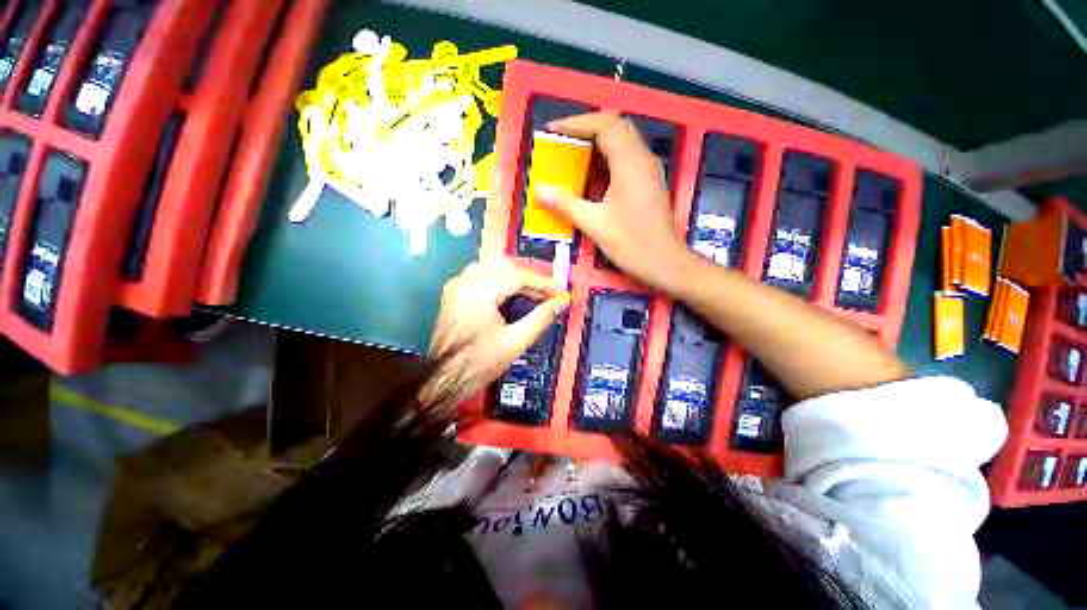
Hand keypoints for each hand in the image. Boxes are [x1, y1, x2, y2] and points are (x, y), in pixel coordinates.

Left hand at [427, 258, 570, 404]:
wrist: (444, 378)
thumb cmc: (480, 362)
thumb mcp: (515, 341)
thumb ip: (541, 318)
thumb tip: (562, 302)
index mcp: (480, 290)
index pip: (518, 277)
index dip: (543, 284)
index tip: (561, 292)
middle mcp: (466, 280)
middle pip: (505, 267)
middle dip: (529, 279)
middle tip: (548, 294)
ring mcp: (457, 284)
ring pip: (492, 268)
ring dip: (514, 277)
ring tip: (532, 293)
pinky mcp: (454, 292)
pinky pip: (481, 276)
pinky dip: (500, 281)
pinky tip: (511, 294)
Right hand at [537, 112, 692, 292]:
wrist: (664, 263)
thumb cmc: (631, 243)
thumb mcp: (595, 224)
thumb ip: (566, 204)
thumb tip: (540, 192)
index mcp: (630, 163)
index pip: (604, 124)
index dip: (576, 123)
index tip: (553, 131)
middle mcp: (643, 159)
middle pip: (615, 127)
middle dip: (586, 129)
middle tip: (562, 141)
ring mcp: (649, 170)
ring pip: (623, 141)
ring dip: (597, 143)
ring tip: (574, 154)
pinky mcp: (650, 182)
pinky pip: (627, 158)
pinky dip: (607, 158)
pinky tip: (593, 175)